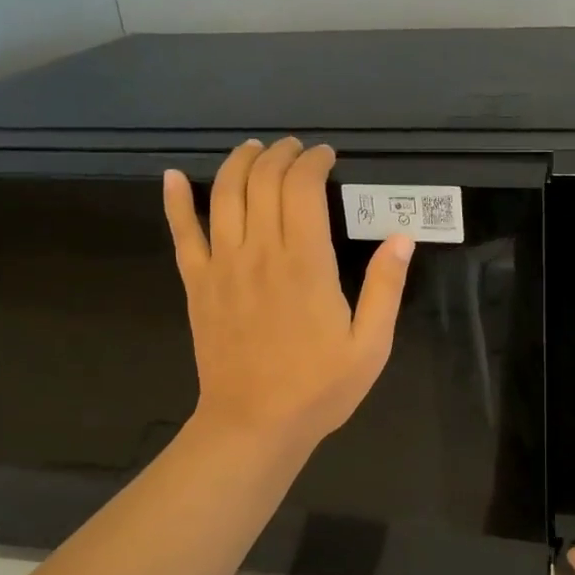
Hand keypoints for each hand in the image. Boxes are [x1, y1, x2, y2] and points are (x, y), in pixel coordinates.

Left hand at [164, 138, 412, 450]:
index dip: (313, 163)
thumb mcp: (371, 344)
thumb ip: (386, 287)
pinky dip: (174, 201)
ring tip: (255, 150)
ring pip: (222, 195)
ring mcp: (222, 266)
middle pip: (262, 182)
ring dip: (238, 164)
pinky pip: (181, 233)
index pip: (302, 188)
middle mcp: (259, 253)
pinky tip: (171, 177)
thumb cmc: (319, 387)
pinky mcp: (198, 285)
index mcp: (305, 263)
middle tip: (297, 149)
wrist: (254, 425)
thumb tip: (403, 237)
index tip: (327, 157)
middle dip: (281, 155)